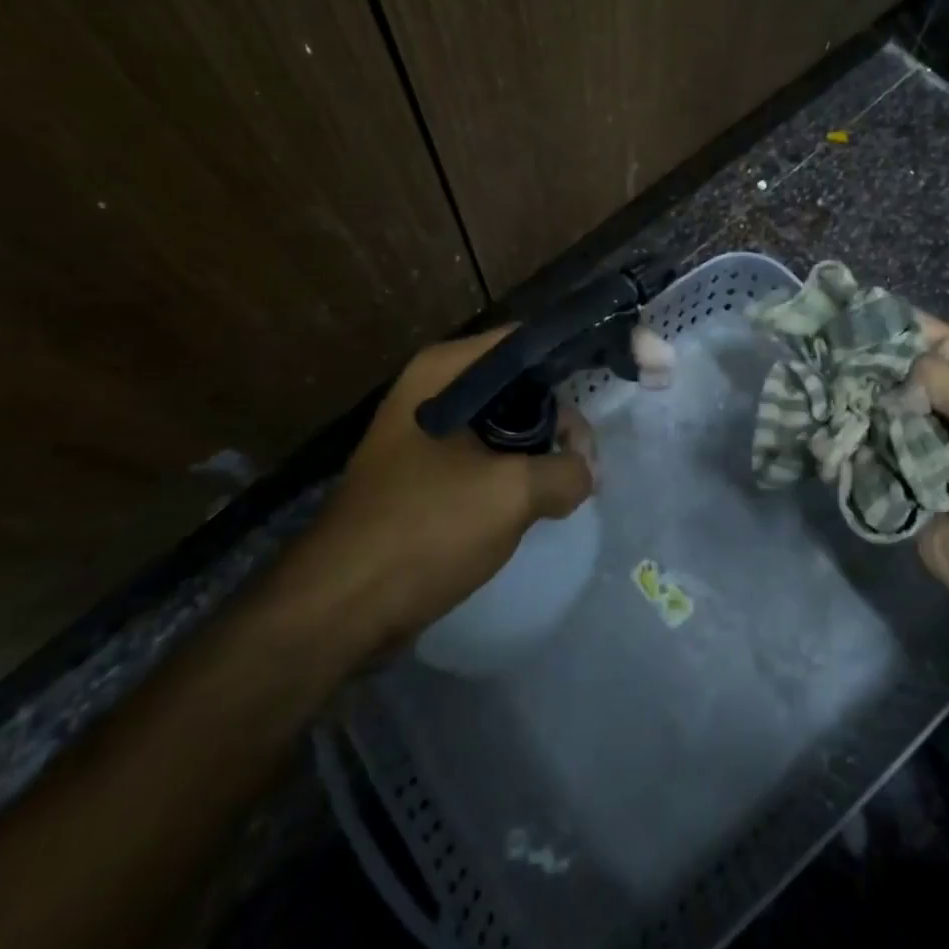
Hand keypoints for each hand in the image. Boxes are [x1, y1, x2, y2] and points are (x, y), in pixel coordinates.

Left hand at [299, 327, 595, 651]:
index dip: (570, 362)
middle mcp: (432, 389)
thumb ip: (567, 471)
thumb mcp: (512, 492)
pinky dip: (513, 473)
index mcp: (445, 371)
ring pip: (504, 425)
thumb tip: (585, 472)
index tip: (607, 392)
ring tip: (568, 487)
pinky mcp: (423, 473)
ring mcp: (424, 433)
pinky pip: (483, 457)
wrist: (340, 606)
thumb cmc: (425, 527)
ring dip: (539, 452)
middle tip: (585, 464)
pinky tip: (535, 503)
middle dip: (558, 420)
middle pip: (518, 385)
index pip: (524, 342)